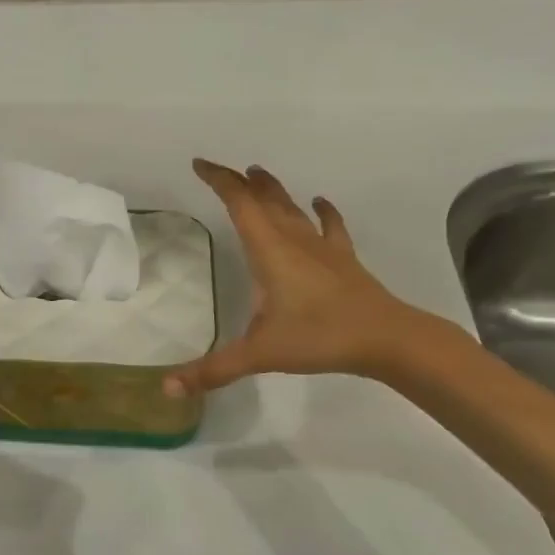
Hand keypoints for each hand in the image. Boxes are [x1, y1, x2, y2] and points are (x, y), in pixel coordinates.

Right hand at [166, 159, 434, 396]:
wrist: (387, 339)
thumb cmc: (319, 337)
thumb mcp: (260, 355)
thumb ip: (213, 370)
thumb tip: (167, 389)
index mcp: (269, 251)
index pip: (239, 204)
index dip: (219, 180)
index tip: (200, 164)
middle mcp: (293, 240)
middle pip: (264, 199)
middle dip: (240, 182)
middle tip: (221, 170)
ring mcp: (322, 247)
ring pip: (293, 208)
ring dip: (273, 189)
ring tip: (259, 173)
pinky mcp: (344, 259)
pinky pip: (330, 226)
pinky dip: (322, 212)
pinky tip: (319, 202)